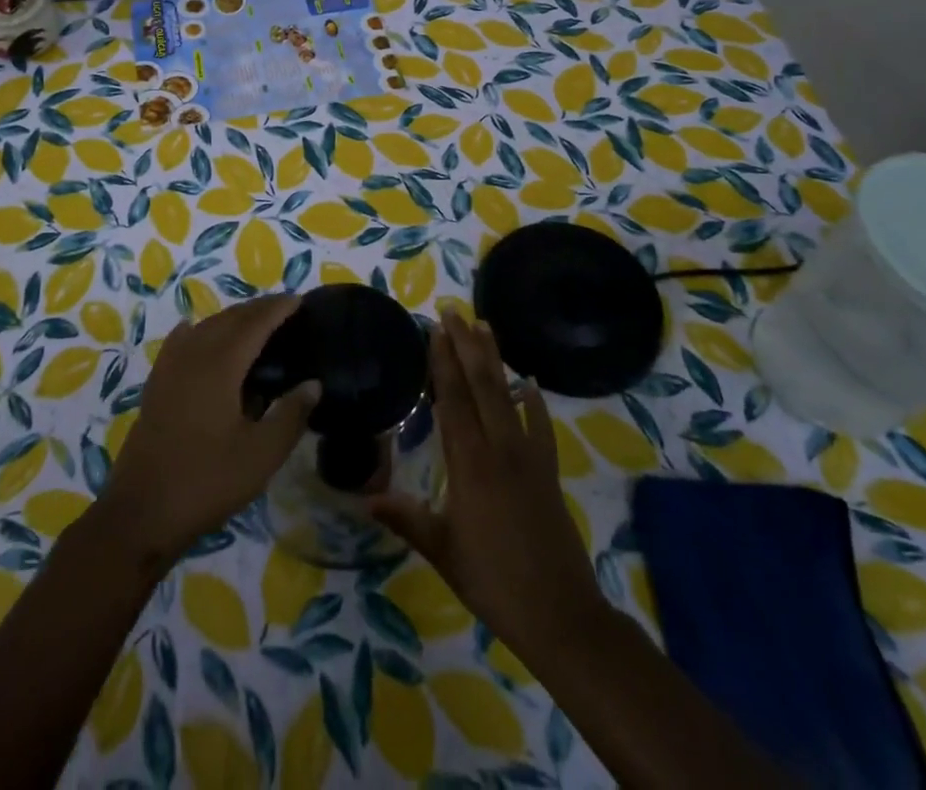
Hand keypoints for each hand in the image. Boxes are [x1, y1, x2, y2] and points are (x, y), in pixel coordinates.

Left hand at [97, 293, 318, 568]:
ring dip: (230, 318)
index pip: (254, 324)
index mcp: (220, 365)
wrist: (142, 511)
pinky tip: (196, 333)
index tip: (299, 299)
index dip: (277, 309)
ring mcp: (169, 368)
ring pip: (204, 327)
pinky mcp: (156, 385)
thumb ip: (290, 415)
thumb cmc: (207, 482)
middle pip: (228, 319)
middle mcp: (193, 355)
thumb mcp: (261, 455)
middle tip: (283, 308)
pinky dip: (197, 332)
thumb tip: (313, 383)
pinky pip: (180, 342)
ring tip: (253, 322)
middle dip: (256, 309)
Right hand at [371, 312, 605, 667]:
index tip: (435, 329)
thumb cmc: (493, 581)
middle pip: (481, 385)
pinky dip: (535, 402)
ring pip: (508, 396)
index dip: (443, 362)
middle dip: (466, 345)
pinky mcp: (549, 472)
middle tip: (454, 311)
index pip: (452, 400)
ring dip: (495, 359)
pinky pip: (542, 427)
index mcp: (469, 464)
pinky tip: (530, 382)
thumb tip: (364, 498)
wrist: (561, 615)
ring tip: (486, 326)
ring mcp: (529, 458)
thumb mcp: (442, 551)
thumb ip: (406, 518)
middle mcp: (499, 449)